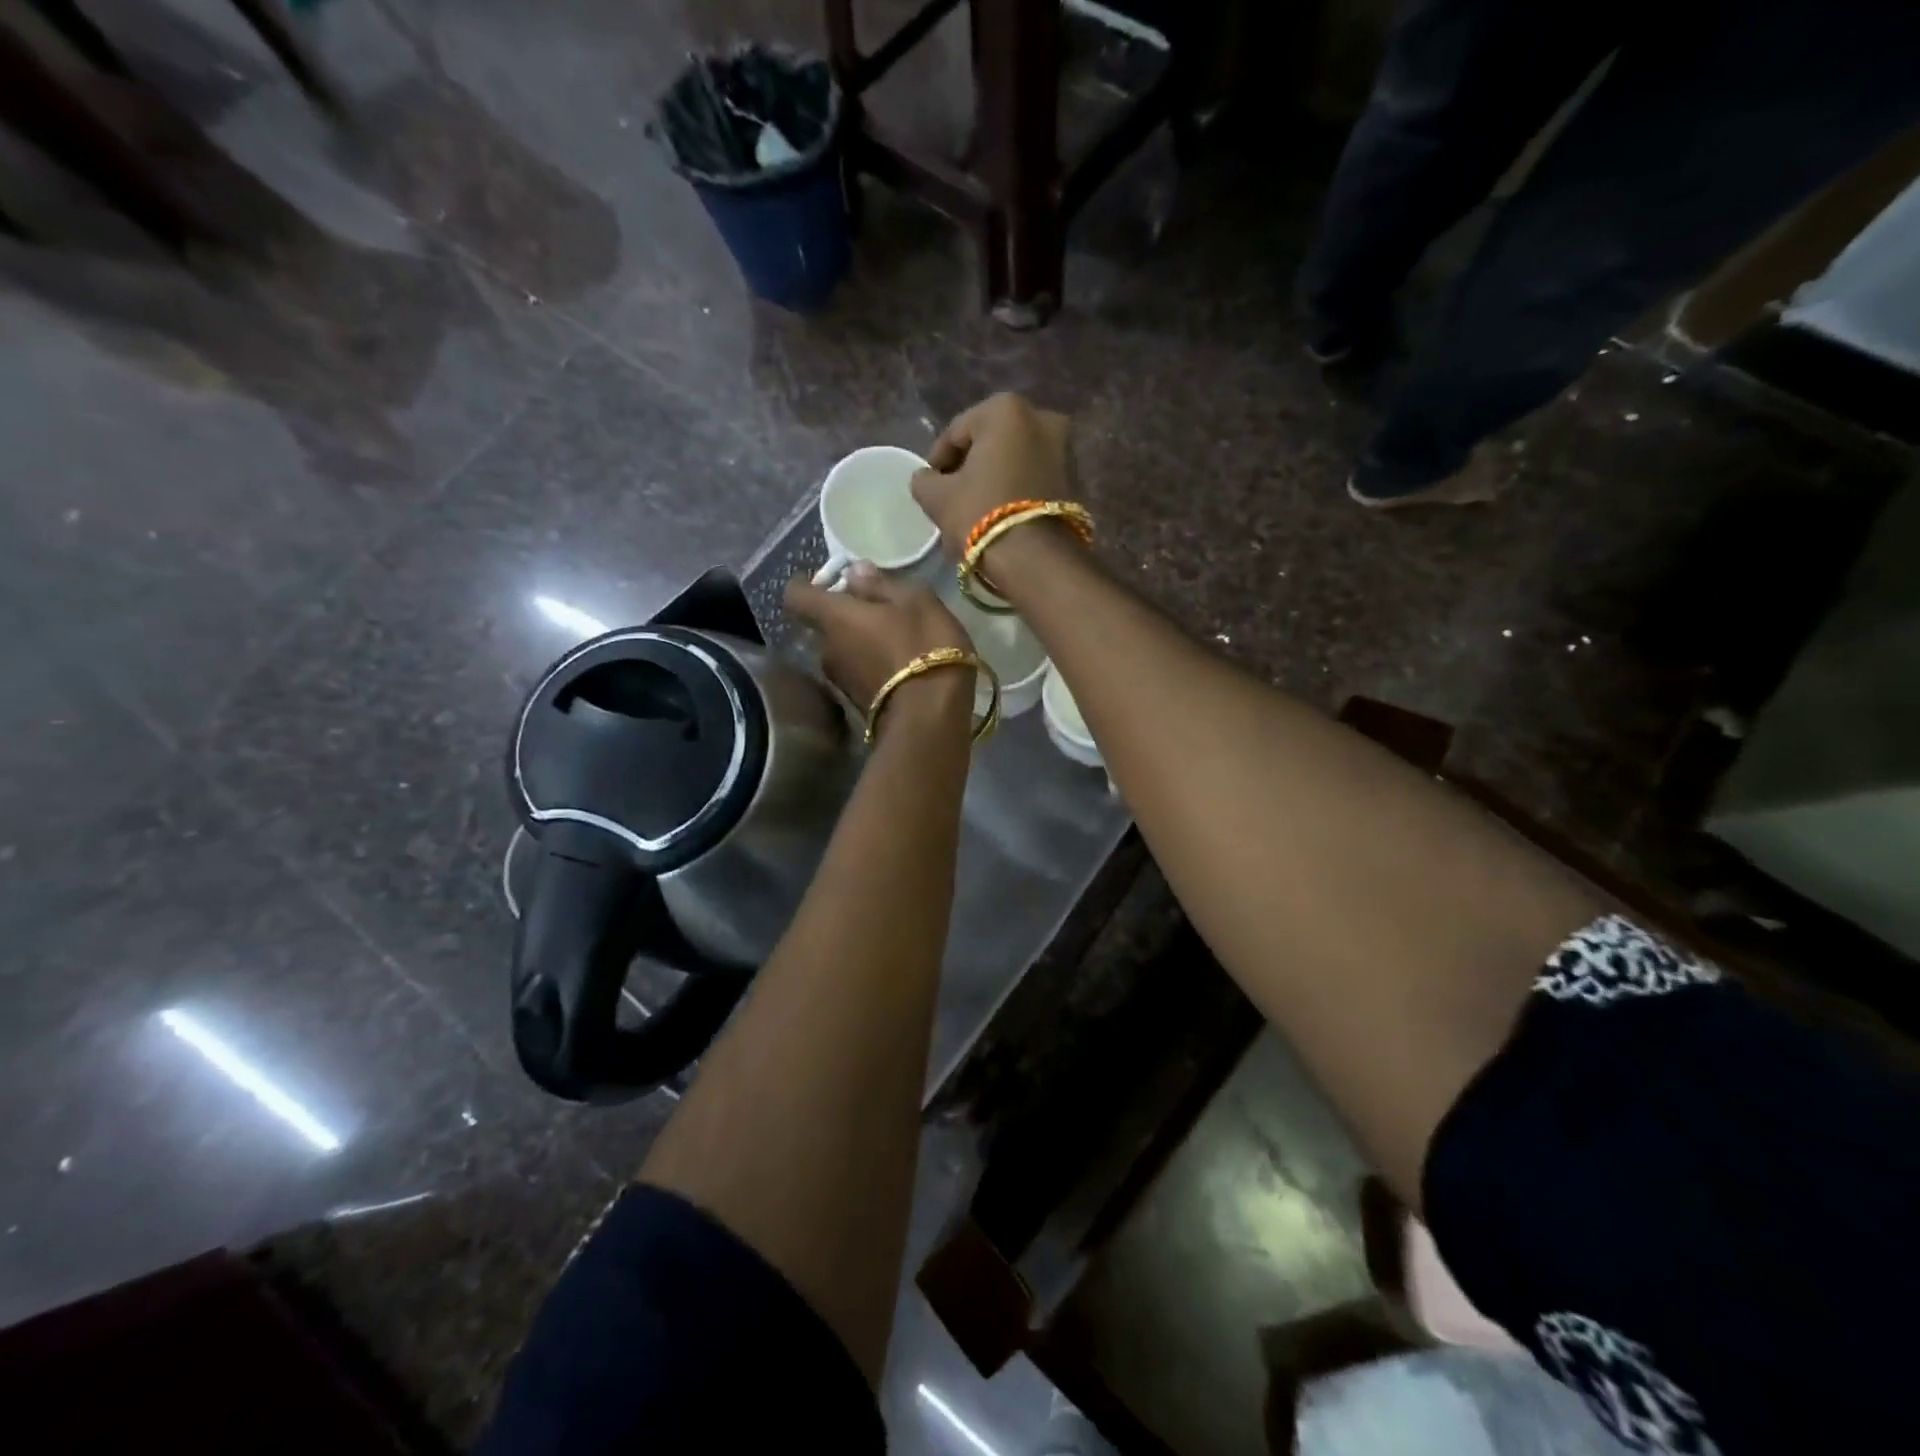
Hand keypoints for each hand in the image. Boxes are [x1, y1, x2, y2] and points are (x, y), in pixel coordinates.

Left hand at [784, 565, 973, 720]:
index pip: (796, 595)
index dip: (806, 584)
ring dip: (860, 641)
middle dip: (845, 615)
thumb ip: (881, 585)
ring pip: (841, 649)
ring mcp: (840, 680)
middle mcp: (826, 649)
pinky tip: (899, 662)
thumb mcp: (915, 602)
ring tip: (894, 637)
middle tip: (878, 608)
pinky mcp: (856, 702)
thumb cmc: (924, 647)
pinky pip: (857, 671)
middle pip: (823, 624)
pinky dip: (870, 663)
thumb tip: (855, 571)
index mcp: (834, 617)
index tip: (829, 580)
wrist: (930, 717)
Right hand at [910, 394, 1075, 562]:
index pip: (956, 433)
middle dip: (969, 470)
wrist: (1036, 558)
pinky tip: (1000, 519)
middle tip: (952, 500)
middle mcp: (1042, 418)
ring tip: (975, 514)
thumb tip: (928, 478)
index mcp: (1005, 409)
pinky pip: (1033, 480)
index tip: (929, 487)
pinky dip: (1015, 493)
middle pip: (989, 445)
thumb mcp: (937, 497)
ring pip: (1014, 463)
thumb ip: (924, 480)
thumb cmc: (981, 514)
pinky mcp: (1076, 480)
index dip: (937, 461)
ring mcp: (1065, 448)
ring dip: (993, 482)